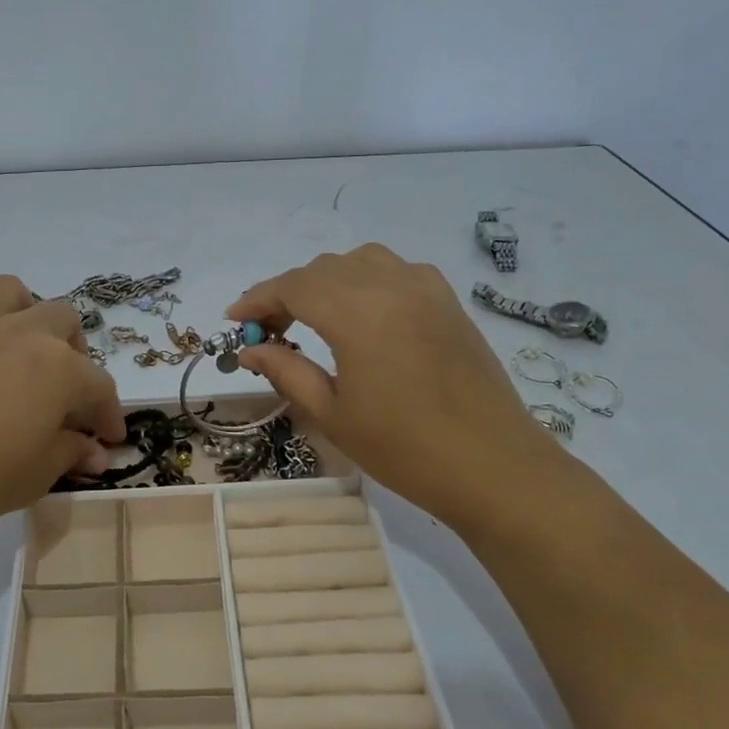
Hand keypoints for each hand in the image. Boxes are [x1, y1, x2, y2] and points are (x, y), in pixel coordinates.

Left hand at [0, 276, 125, 535]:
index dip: (109, 415)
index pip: (100, 387)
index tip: (108, 439)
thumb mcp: (38, 474)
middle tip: (64, 389)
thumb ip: (71, 453)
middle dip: (74, 351)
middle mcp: (23, 335)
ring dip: (23, 312)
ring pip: (10, 292)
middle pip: (63, 320)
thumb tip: (95, 450)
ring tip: (20, 346)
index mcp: (59, 369)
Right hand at [230, 244, 558, 523]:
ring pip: (360, 261)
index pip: (293, 286)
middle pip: (323, 269)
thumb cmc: (404, 449)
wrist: (493, 467)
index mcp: (359, 313)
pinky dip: (365, 280)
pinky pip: (395, 270)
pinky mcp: (448, 301)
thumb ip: (286, 371)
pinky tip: (362, 314)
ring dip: (326, 281)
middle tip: (268, 331)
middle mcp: (392, 286)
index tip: (234, 319)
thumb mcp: (332, 414)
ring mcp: (426, 289)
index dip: (257, 299)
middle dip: (287, 292)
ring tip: (311, 317)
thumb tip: (250, 350)